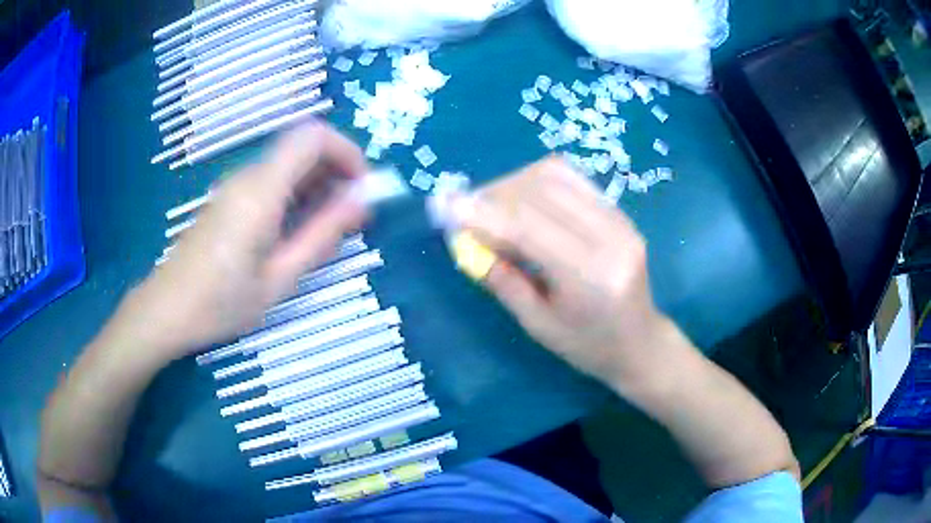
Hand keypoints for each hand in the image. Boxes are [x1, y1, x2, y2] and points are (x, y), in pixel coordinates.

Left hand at [122, 123, 368, 360]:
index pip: (313, 136)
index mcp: (260, 191)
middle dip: (336, 170)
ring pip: (288, 163)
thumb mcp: (278, 278)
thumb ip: (321, 235)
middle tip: (351, 215)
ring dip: (318, 184)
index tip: (362, 188)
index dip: (347, 151)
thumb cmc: (220, 304)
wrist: (165, 310)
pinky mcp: (228, 199)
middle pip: (302, 146)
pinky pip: (271, 180)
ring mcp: (235, 186)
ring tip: (328, 229)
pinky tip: (296, 231)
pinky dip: (296, 193)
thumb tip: (361, 202)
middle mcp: (247, 177)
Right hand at [456, 157, 673, 390]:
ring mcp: (621, 220)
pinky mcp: (620, 212)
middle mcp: (611, 238)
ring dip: (514, 183)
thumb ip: (502, 279)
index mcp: (591, 277)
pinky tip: (522, 200)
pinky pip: (573, 180)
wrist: (640, 343)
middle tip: (466, 211)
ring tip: (492, 206)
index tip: (446, 207)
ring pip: (556, 176)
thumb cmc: (587, 347)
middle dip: (495, 195)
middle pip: (541, 192)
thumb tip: (466, 241)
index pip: (529, 228)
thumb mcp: (538, 325)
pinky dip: (538, 182)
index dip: (483, 213)